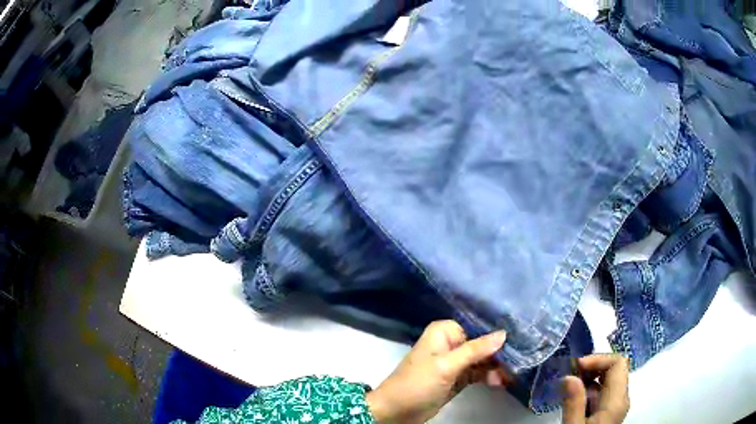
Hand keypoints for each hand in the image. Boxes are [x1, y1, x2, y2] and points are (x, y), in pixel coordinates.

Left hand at [366, 320, 508, 423]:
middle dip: (500, 354)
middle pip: (482, 345)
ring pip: (482, 360)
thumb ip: (475, 350)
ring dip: (497, 368)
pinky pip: (478, 373)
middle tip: (520, 363)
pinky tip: (501, 382)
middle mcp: (451, 343)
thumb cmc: (418, 383)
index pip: (477, 327)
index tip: (519, 340)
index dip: (497, 334)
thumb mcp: (447, 366)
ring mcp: (455, 362)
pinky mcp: (457, 378)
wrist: (397, 412)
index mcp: (444, 332)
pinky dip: (489, 377)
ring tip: (511, 376)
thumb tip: (504, 333)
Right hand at [561, 354, 630, 423]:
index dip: (598, 359)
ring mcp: (616, 404)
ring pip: (608, 379)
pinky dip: (589, 388)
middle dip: (592, 367)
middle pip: (614, 368)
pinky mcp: (609, 410)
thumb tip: (569, 376)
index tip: (575, 367)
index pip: (618, 363)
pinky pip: (603, 391)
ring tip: (567, 385)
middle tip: (569, 373)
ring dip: (589, 377)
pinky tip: (573, 397)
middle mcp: (622, 398)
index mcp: (617, 400)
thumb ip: (573, 403)